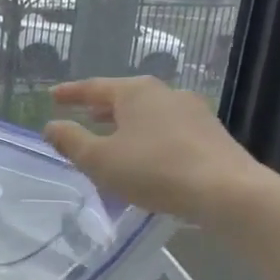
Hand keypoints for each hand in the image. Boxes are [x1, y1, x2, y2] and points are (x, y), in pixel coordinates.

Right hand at [43, 77, 279, 229]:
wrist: (228, 192)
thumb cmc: (154, 170)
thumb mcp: (100, 159)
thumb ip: (71, 141)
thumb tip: (51, 126)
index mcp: (135, 92)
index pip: (94, 87)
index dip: (70, 93)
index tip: (52, 96)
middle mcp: (165, 93)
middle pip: (124, 97)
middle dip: (101, 107)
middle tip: (83, 115)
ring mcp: (193, 112)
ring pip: (148, 113)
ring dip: (126, 123)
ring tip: (112, 136)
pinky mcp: (211, 134)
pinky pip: (168, 129)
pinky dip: (148, 135)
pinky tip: (146, 154)